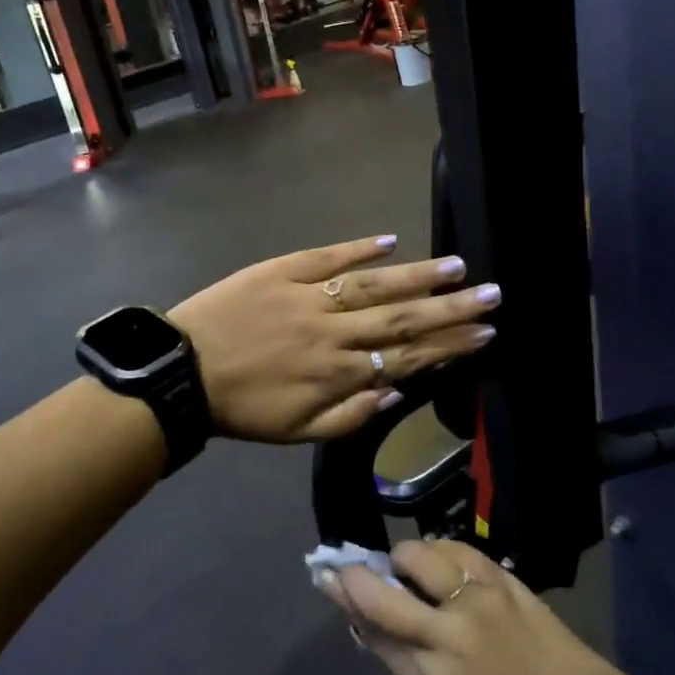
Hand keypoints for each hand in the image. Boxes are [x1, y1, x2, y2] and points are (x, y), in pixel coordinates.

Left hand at [169, 235, 501, 443]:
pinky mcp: (281, 272)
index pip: (406, 357)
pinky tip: (391, 240)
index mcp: (339, 373)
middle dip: (451, 308)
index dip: (449, 346)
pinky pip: (326, 257)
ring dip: (418, 276)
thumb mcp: (298, 433)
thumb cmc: (243, 408)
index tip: (485, 333)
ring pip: (374, 285)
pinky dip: (359, 248)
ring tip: (457, 266)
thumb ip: (351, 418)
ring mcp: (308, 297)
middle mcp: (333, 333)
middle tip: (492, 294)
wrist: (182, 373)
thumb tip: (396, 394)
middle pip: (402, 318)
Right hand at [325, 540, 654, 674]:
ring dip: (406, 558)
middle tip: (353, 564)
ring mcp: (478, 599)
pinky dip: (440, 550)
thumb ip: (407, 660)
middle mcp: (449, 635)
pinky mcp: (503, 578)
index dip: (345, 598)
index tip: (327, 575)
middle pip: (385, 591)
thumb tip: (370, 621)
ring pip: (419, 555)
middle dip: (358, 573)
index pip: (373, 629)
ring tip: (412, 569)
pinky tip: (443, 561)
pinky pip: (456, 548)